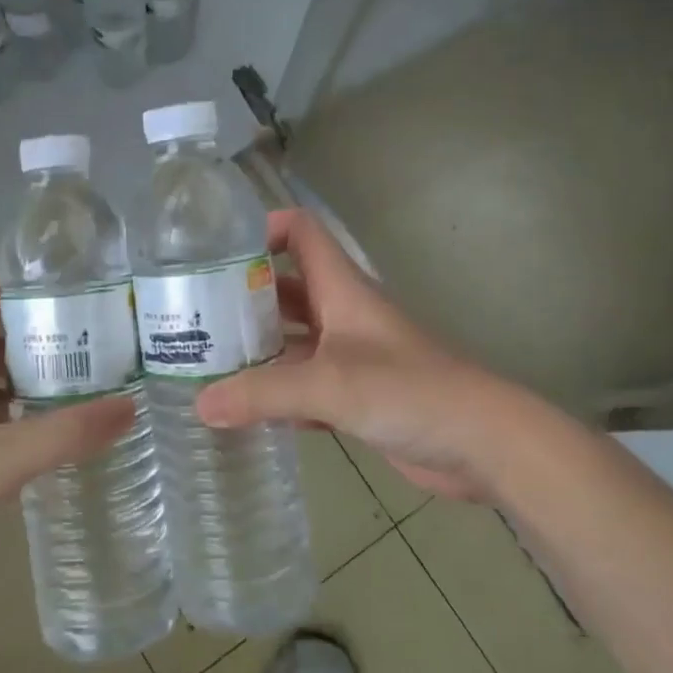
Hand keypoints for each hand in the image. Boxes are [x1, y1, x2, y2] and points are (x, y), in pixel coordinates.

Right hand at [196, 210, 515, 503]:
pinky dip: (276, 392)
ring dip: (256, 348)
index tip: (214, 253)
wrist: (481, 442)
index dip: (262, 230)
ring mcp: (350, 355)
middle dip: (242, 297)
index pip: (301, 232)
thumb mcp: (330, 385)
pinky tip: (243, 409)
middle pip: (286, 288)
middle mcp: (342, 313)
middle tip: (192, 315)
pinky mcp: (356, 394)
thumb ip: (263, 393)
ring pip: (293, 339)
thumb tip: (199, 404)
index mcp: (341, 288)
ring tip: (204, 361)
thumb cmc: (409, 391)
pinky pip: (304, 383)